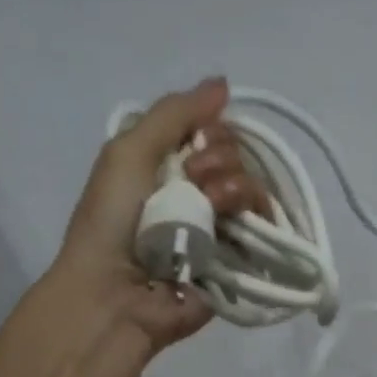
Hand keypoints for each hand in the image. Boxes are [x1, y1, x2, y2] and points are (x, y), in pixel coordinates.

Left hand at [52, 77, 264, 354]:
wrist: (114, 292)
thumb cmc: (111, 220)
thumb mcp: (128, 150)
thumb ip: (174, 113)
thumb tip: (223, 83)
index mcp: (167, 166)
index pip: (211, 133)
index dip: (211, 130)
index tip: (194, 144)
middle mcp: (196, 193)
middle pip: (235, 156)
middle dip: (219, 158)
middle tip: (194, 178)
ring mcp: (218, 226)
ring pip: (252, 186)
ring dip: (235, 185)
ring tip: (211, 204)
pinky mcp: (237, 258)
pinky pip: (265, 225)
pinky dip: (255, 213)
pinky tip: (234, 219)